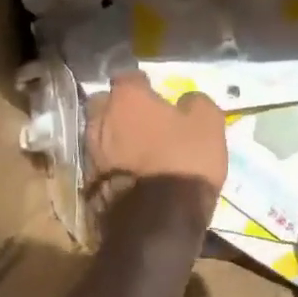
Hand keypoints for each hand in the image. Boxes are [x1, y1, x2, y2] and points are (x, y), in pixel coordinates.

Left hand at [85, 72, 226, 238]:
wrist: (157, 220)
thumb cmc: (184, 160)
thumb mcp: (209, 123)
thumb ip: (195, 102)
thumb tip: (186, 100)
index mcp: (127, 99)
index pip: (127, 76)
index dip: (142, 84)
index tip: (155, 92)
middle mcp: (101, 120)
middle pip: (105, 104)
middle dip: (120, 107)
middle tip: (142, 118)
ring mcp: (91, 152)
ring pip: (100, 133)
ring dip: (115, 136)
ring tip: (137, 147)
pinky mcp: (89, 183)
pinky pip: (102, 161)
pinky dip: (114, 162)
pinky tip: (132, 171)